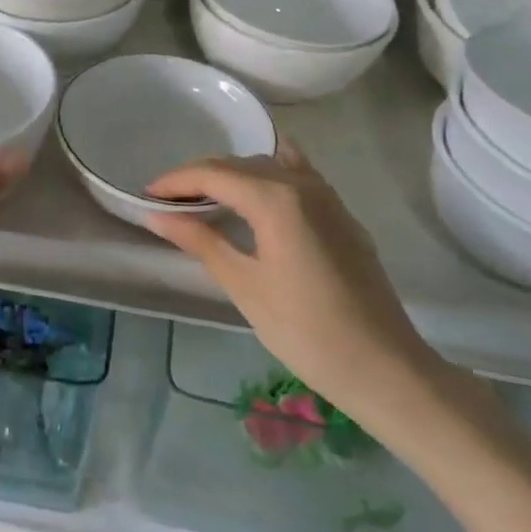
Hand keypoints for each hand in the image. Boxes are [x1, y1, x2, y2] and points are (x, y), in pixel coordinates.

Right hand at [144, 139, 444, 426]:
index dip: (176, 180)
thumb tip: (156, 215)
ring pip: (268, 165)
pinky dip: (268, 174)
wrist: (384, 367)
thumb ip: (200, 241)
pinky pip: (297, 175)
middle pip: (239, 164)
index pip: (213, 173)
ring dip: (232, 174)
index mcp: (275, 198)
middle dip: (199, 176)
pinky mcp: (341, 213)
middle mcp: (302, 183)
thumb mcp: (244, 285)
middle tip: (167, 201)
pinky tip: (256, 188)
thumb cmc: (305, 331)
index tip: (146, 194)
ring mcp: (327, 196)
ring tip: (204, 198)